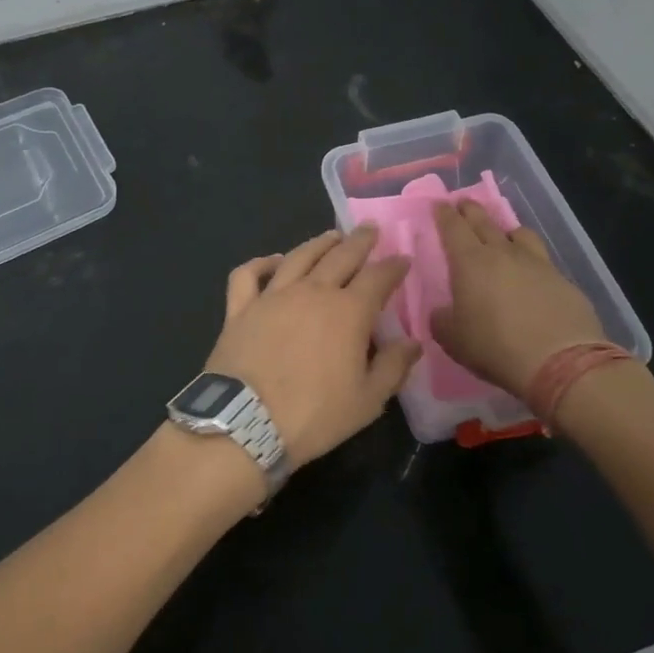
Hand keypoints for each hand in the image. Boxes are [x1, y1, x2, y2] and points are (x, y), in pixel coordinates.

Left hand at [205, 227, 421, 465]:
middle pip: (340, 256)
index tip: (402, 259)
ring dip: (318, 244)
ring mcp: (272, 296)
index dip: (393, 267)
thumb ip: (393, 367)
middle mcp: (312, 292)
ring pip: (298, 257)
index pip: (378, 278)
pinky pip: (248, 275)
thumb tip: (413, 342)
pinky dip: (261, 262)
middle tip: (369, 230)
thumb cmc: (314, 415)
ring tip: (331, 236)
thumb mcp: (367, 401)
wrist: (246, 423)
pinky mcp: (240, 308)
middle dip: (359, 241)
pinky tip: (273, 260)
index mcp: (348, 312)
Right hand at [432, 200, 604, 394]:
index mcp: (470, 262)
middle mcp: (503, 253)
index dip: (444, 214)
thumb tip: (442, 311)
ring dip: (505, 229)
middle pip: (484, 221)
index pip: (453, 228)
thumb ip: (442, 319)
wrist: (560, 362)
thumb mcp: (453, 339)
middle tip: (463, 203)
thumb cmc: (495, 346)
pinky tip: (530, 272)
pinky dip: (530, 258)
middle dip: (471, 210)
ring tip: (502, 234)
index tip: (439, 204)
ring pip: (518, 233)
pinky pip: (541, 259)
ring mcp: (537, 263)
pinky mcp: (562, 280)